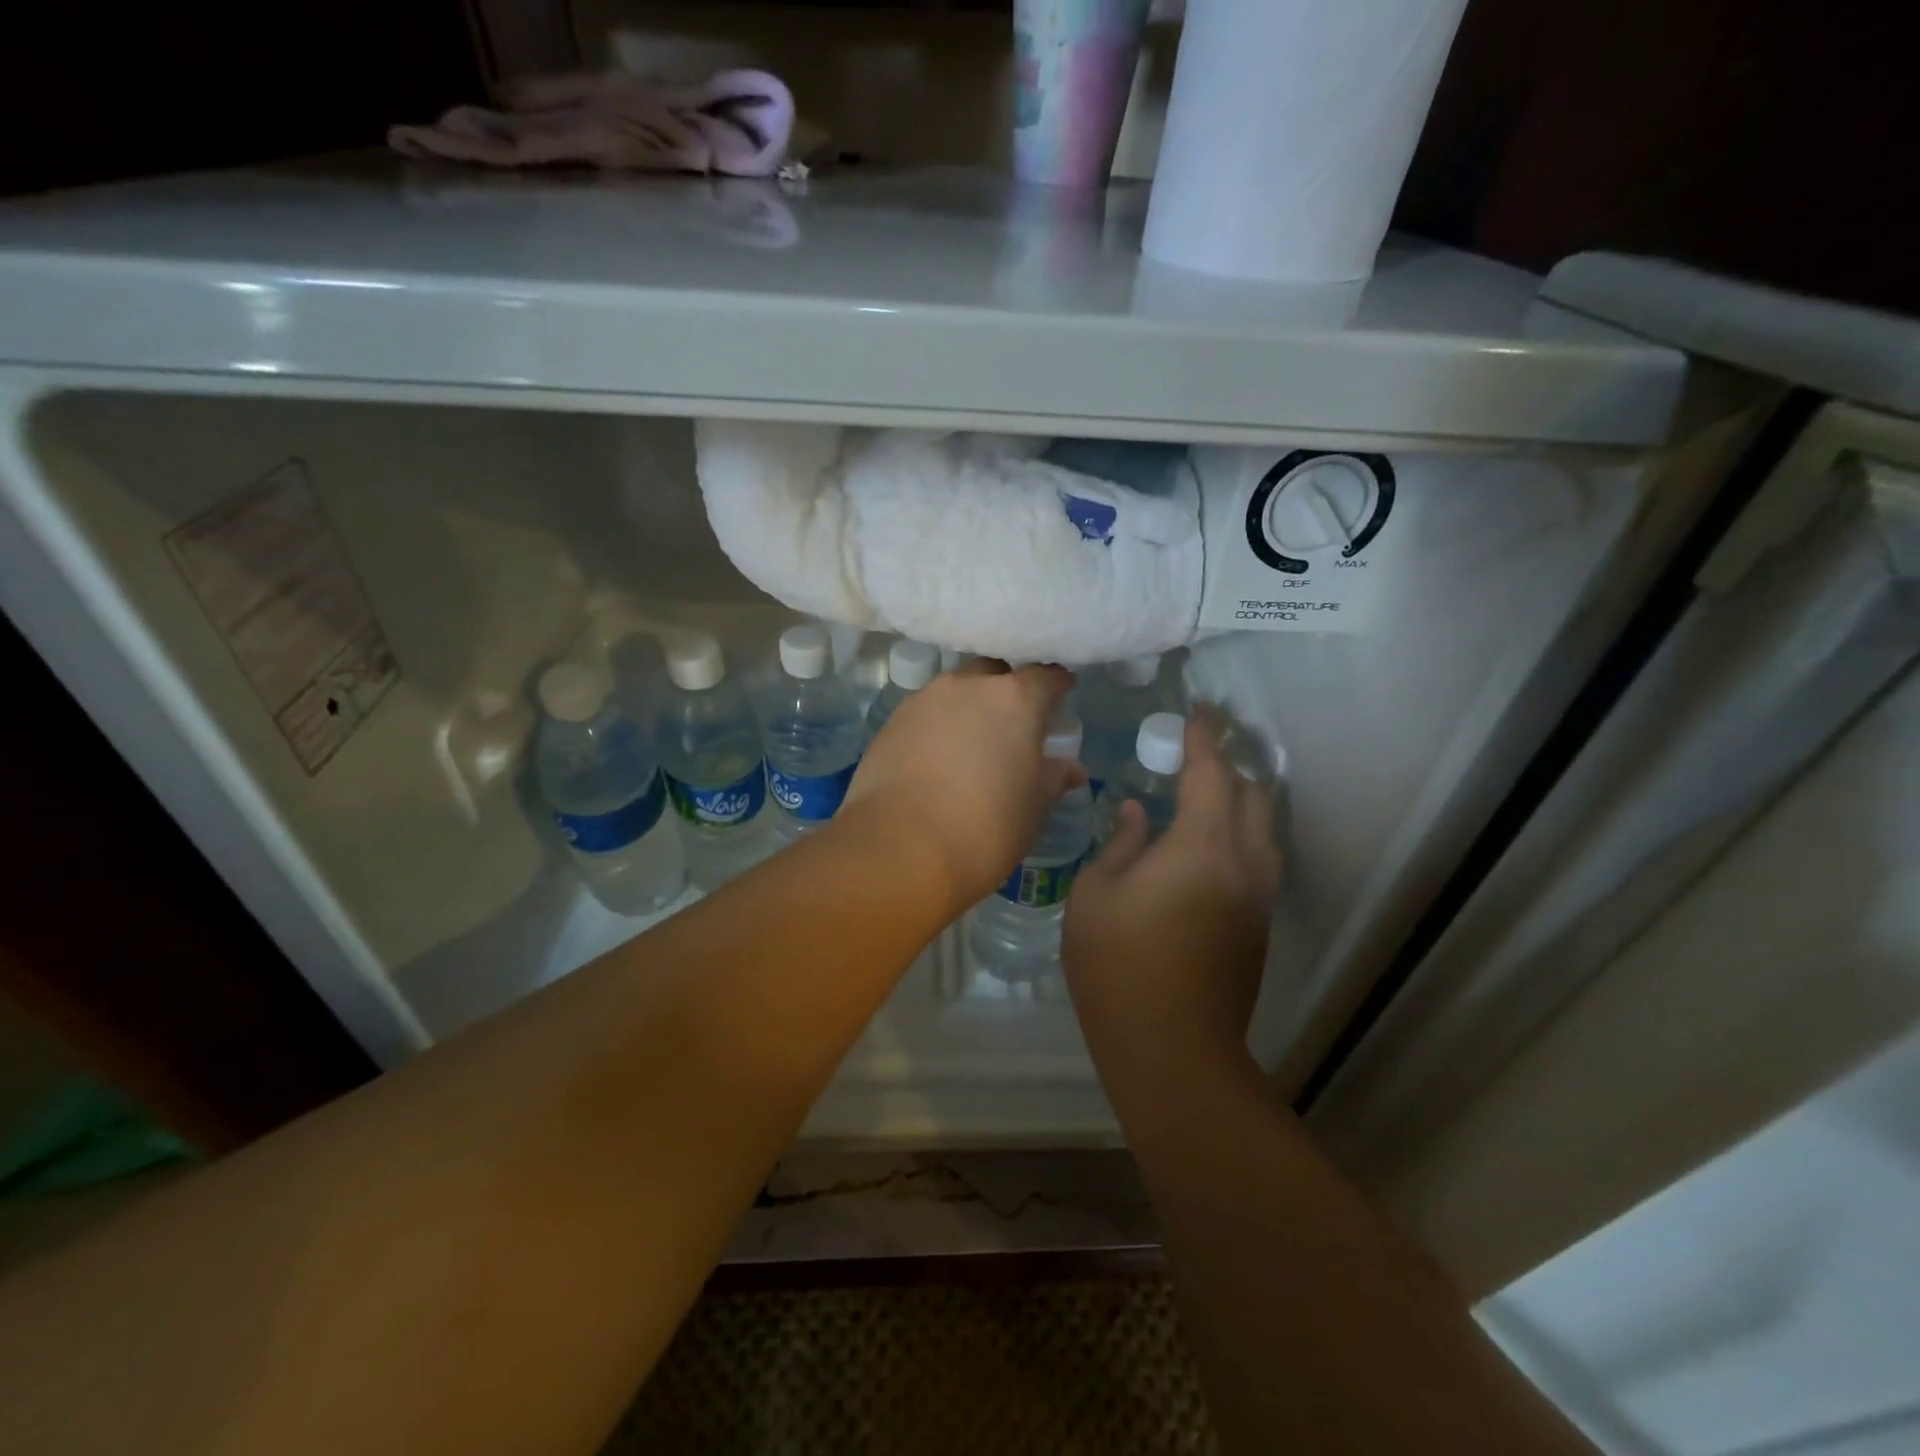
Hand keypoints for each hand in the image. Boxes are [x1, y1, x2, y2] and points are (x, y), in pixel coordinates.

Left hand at [842, 659, 1082, 909]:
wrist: (901, 848)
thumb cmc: (987, 827)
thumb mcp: (1034, 807)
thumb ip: (1054, 778)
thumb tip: (1071, 768)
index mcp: (1014, 698)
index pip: (1046, 675)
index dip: (1057, 686)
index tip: (1062, 697)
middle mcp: (967, 685)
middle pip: (995, 673)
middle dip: (1007, 690)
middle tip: (1014, 724)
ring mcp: (923, 700)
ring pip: (955, 691)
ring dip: (968, 708)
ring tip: (972, 744)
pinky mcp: (890, 723)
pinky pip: (924, 715)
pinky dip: (937, 728)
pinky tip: (937, 760)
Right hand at [1064, 706, 1281, 1076]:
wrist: (1171, 1048)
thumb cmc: (1118, 965)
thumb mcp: (1096, 895)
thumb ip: (1121, 842)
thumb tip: (1139, 812)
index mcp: (1201, 846)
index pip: (1212, 772)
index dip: (1205, 737)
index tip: (1199, 711)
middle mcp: (1244, 862)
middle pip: (1253, 793)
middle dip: (1229, 763)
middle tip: (1196, 752)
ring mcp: (1258, 895)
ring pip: (1264, 827)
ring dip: (1241, 799)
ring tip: (1205, 793)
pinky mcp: (1259, 923)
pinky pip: (1259, 856)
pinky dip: (1241, 832)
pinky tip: (1208, 843)